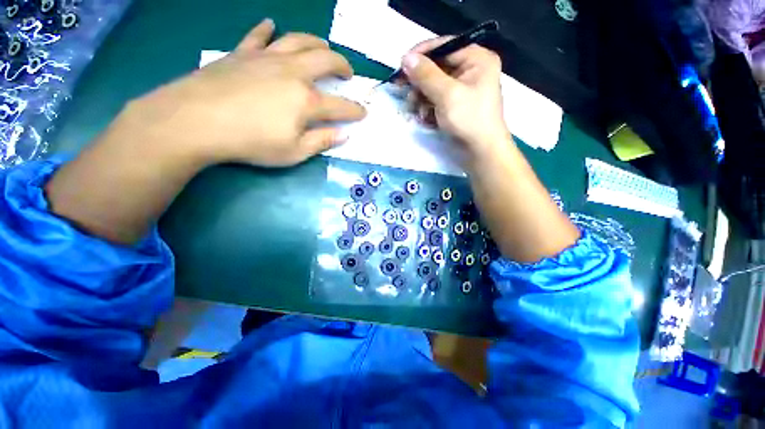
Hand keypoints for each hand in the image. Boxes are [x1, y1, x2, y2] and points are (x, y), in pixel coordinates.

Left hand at [126, 19, 365, 166]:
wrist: (196, 120)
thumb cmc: (251, 142)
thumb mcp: (294, 152)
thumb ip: (321, 142)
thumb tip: (343, 134)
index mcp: (307, 101)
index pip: (341, 105)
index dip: (355, 110)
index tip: (363, 112)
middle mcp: (292, 73)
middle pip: (325, 60)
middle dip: (343, 65)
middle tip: (348, 72)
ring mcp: (266, 58)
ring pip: (299, 40)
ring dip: (316, 42)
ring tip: (324, 48)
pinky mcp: (242, 53)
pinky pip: (258, 35)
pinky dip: (267, 29)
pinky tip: (271, 25)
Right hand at [401, 37, 509, 158]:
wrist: (481, 151)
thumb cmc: (469, 120)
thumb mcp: (447, 95)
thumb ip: (426, 75)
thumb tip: (406, 58)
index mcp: (476, 59)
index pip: (444, 46)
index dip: (421, 55)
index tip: (401, 66)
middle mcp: (470, 70)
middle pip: (437, 67)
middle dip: (420, 83)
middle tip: (407, 94)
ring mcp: (463, 89)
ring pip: (434, 86)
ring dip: (422, 99)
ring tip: (416, 112)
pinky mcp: (456, 105)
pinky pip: (437, 100)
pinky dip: (428, 108)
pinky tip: (425, 119)